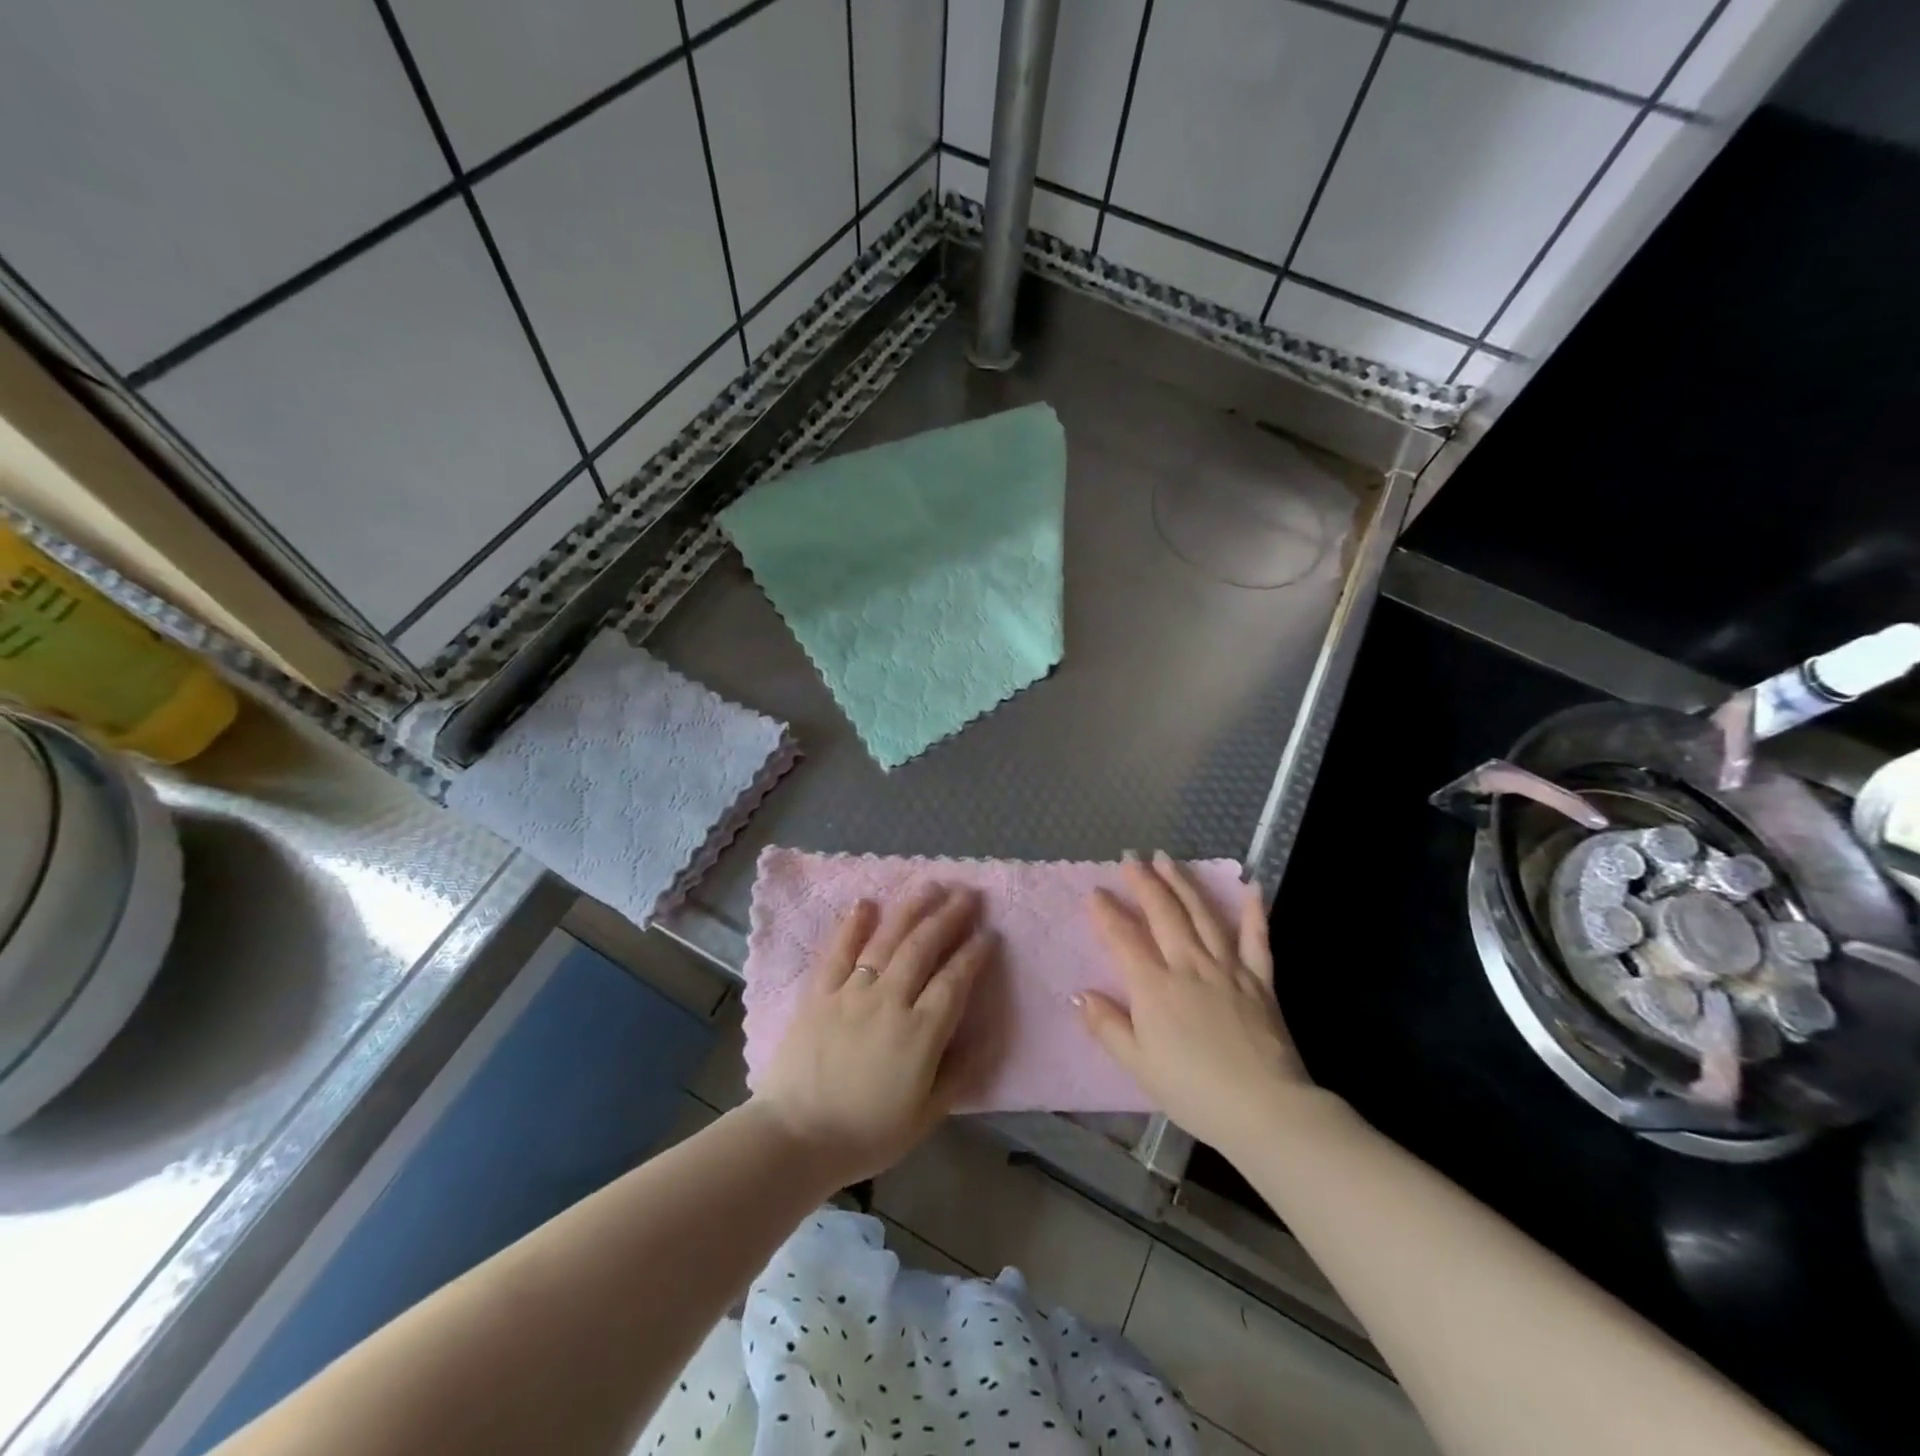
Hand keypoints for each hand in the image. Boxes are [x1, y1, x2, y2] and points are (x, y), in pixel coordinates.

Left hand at [751, 884, 995, 1188]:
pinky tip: (866, 903)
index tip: (989, 933)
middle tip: (968, 894)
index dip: (974, 954)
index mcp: (920, 1033)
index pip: (955, 981)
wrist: (796, 1138)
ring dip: (910, 910)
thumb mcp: (926, 1116)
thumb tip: (989, 1038)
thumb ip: (959, 1073)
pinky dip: (852, 926)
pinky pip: (838, 953)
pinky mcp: (819, 994)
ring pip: (886, 941)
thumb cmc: (867, 1133)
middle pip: (923, 948)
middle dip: (949, 917)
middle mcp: (889, 1001)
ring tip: (930, 885)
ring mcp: (851, 993)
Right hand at [1078, 852, 1312, 1154]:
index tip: (1095, 892)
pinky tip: (1251, 886)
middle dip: (1144, 883)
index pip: (1124, 938)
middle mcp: (1189, 965)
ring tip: (1167, 860)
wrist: (1265, 1109)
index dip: (1107, 913)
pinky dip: (1253, 911)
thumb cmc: (1194, 1091)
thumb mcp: (1138, 1066)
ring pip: (1202, 915)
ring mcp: (1227, 968)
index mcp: (1154, 986)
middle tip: (1131, 859)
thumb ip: (1107, 1026)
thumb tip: (1080, 994)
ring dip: (1183, 884)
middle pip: (1163, 914)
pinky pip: (1256, 938)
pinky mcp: (1260, 980)